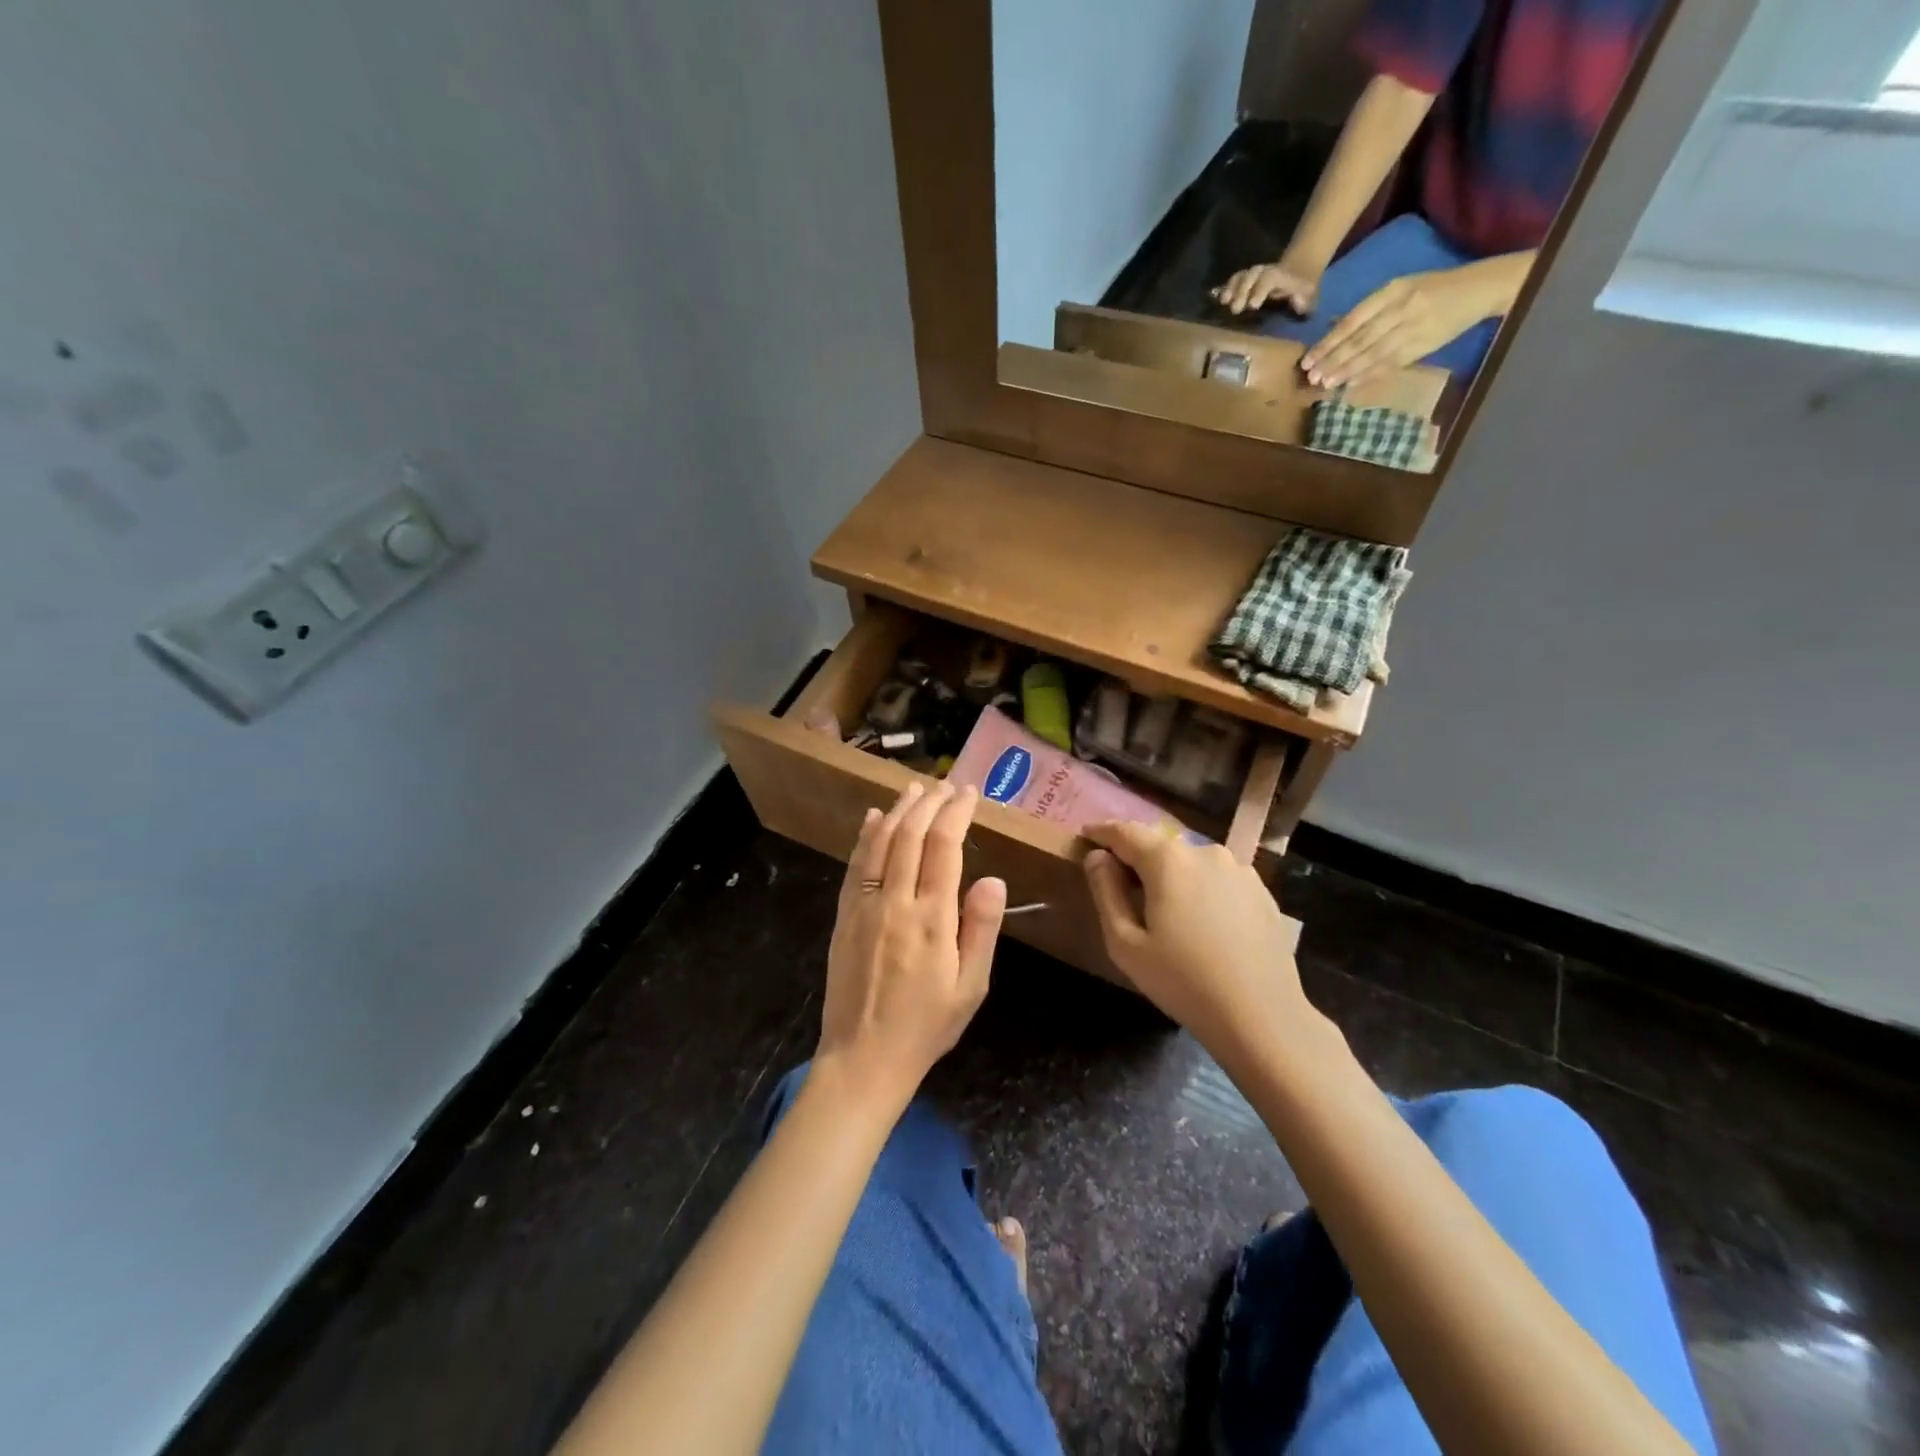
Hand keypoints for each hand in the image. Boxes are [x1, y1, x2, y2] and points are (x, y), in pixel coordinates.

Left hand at [818, 782, 1006, 1108]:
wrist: (863, 1058)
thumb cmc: (926, 1026)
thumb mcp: (970, 987)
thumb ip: (981, 929)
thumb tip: (992, 878)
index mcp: (932, 917)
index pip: (944, 846)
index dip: (957, 812)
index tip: (969, 793)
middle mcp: (895, 901)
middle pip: (910, 834)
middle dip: (929, 802)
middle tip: (945, 784)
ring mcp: (864, 906)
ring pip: (880, 842)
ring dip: (898, 810)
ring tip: (914, 788)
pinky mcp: (844, 915)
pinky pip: (855, 864)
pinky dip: (865, 835)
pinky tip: (872, 818)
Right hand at [1082, 823, 1313, 1060]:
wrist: (1262, 1016)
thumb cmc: (1182, 981)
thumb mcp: (1125, 943)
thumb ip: (1106, 891)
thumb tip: (1097, 857)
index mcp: (1168, 860)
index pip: (1125, 832)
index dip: (1102, 832)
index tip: (1086, 836)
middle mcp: (1205, 852)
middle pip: (1160, 845)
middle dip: (1137, 857)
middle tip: (1121, 882)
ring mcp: (1239, 870)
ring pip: (1191, 862)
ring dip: (1172, 874)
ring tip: (1164, 907)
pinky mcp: (1261, 891)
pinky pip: (1218, 879)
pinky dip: (1201, 888)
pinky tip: (1201, 921)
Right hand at [1212, 260, 1320, 317]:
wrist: (1300, 271)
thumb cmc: (1304, 290)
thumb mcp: (1311, 295)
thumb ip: (1305, 300)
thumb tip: (1298, 303)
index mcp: (1281, 275)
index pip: (1269, 278)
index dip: (1260, 289)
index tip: (1252, 306)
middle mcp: (1266, 271)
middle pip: (1252, 275)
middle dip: (1242, 290)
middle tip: (1235, 309)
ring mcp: (1255, 275)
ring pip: (1242, 276)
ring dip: (1231, 289)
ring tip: (1223, 303)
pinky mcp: (1246, 280)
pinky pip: (1235, 281)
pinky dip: (1226, 289)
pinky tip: (1219, 300)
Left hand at [1302, 266, 1489, 387]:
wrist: (1479, 288)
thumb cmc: (1433, 287)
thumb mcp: (1400, 287)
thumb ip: (1368, 309)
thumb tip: (1332, 329)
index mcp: (1393, 290)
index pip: (1353, 320)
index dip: (1328, 342)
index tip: (1308, 359)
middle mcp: (1401, 308)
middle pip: (1360, 339)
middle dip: (1333, 360)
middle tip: (1311, 377)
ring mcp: (1413, 328)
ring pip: (1373, 354)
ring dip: (1347, 371)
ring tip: (1325, 384)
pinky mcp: (1424, 346)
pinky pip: (1391, 364)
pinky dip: (1369, 375)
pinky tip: (1351, 384)